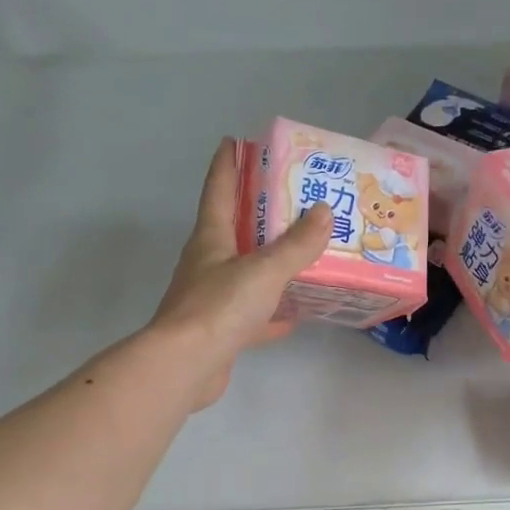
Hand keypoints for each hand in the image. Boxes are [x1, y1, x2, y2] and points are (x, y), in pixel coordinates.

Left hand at [151, 137, 331, 406]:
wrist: (185, 367)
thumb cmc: (219, 307)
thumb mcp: (264, 270)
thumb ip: (296, 244)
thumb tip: (324, 213)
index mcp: (210, 239)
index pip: (218, 190)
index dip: (227, 164)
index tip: (236, 142)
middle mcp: (207, 264)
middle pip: (233, 229)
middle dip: (256, 212)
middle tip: (288, 197)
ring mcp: (211, 299)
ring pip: (245, 273)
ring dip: (268, 263)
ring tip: (301, 253)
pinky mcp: (220, 332)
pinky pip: (252, 314)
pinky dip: (272, 312)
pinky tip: (295, 315)